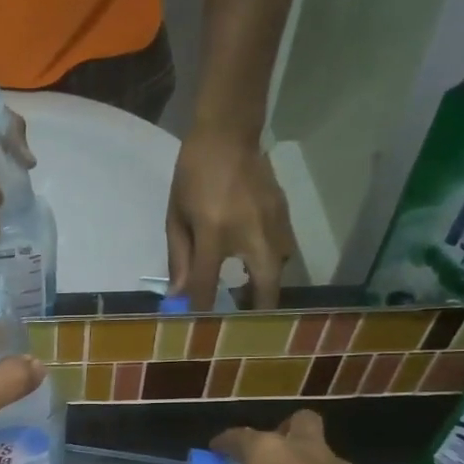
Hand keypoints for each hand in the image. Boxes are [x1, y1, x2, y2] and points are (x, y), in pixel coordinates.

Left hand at [166, 128, 295, 309]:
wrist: (229, 135)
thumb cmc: (193, 176)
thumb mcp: (176, 217)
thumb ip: (180, 259)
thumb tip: (180, 296)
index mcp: (215, 233)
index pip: (208, 284)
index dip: (202, 310)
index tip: (198, 329)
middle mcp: (251, 234)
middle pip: (264, 288)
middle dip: (254, 312)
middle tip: (240, 324)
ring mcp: (275, 225)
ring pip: (279, 272)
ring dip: (264, 290)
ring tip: (243, 297)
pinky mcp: (286, 217)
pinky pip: (283, 253)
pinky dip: (269, 269)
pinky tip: (252, 269)